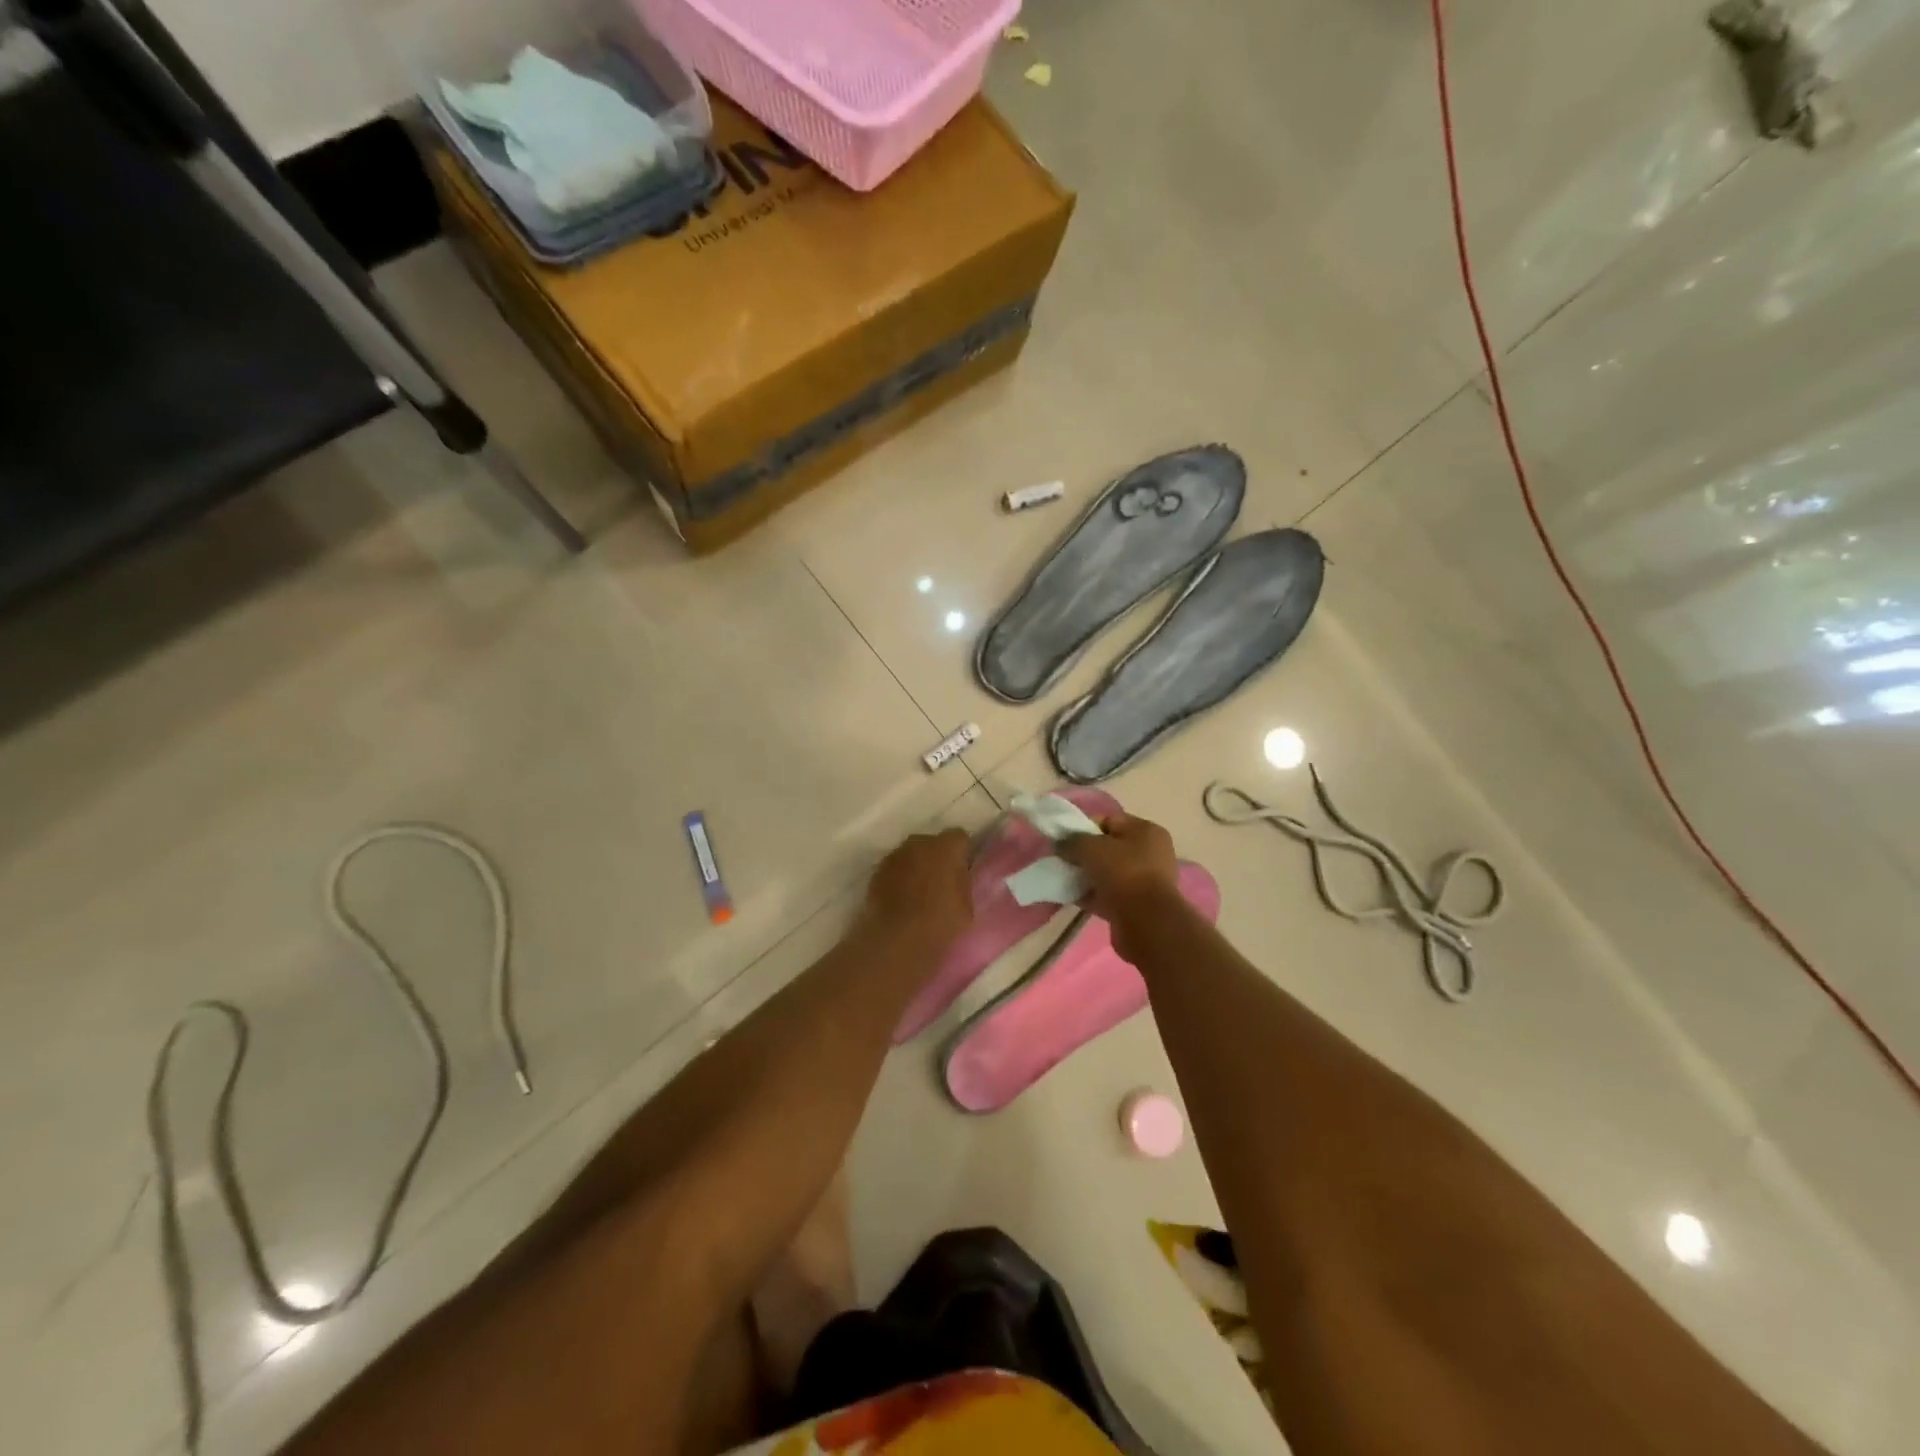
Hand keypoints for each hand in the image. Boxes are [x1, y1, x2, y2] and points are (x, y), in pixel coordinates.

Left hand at [864, 828, 973, 949]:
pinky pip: (894, 867)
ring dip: (916, 865)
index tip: (963, 869)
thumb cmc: (939, 923)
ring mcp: (895, 856)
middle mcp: (918, 843)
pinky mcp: (877, 871)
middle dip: (937, 856)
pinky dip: (899, 876)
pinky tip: (901, 897)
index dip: (962, 851)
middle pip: (932, 842)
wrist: (896, 939)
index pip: (959, 837)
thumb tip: (957, 875)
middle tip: (941, 881)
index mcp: (945, 848)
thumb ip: (962, 882)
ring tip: (918, 891)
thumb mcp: (966, 906)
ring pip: (911, 853)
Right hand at [1057, 813, 1184, 959]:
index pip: (1109, 820)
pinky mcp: (1138, 906)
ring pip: (1108, 873)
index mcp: (1146, 831)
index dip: (1083, 827)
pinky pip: (1108, 895)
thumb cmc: (1123, 873)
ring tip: (1064, 880)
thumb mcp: (1091, 847)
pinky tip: (1071, 898)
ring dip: (1086, 876)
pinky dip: (1091, 895)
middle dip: (1084, 854)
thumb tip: (1060, 844)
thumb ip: (1072, 841)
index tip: (1064, 839)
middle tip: (1063, 861)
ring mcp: (1146, 881)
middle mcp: (1151, 853)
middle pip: (1108, 848)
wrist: (1146, 922)